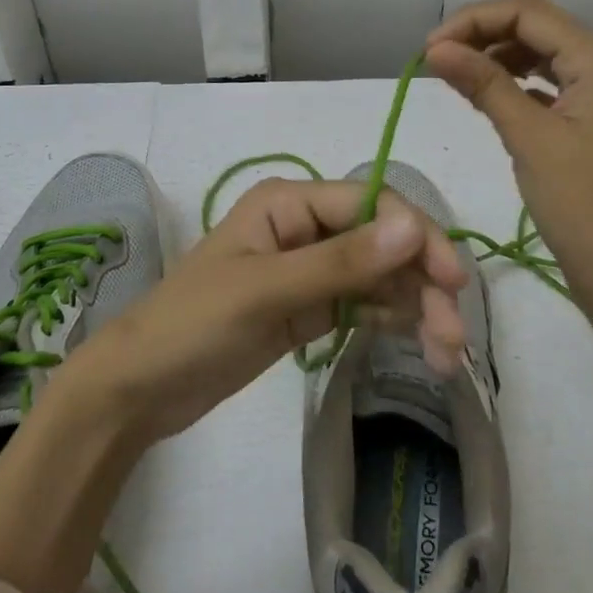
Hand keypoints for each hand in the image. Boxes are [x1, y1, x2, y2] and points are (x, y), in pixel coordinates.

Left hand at [56, 179, 469, 445]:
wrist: (139, 389)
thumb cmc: (193, 325)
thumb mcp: (266, 291)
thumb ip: (341, 262)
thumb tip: (413, 226)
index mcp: (290, 202)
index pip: (372, 205)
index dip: (417, 236)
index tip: (453, 281)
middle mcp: (306, 226)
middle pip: (383, 242)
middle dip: (421, 282)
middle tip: (453, 336)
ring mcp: (310, 268)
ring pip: (380, 276)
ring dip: (416, 307)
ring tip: (444, 356)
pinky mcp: (310, 306)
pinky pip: (364, 303)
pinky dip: (393, 320)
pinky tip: (418, 345)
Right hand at [427, 0, 592, 309]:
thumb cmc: (579, 204)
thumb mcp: (528, 137)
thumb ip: (483, 84)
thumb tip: (434, 48)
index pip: (528, 12)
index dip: (474, 20)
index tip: (430, 48)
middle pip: (534, 25)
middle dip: (482, 33)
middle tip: (436, 58)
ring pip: (537, 52)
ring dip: (494, 55)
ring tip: (454, 75)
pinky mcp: (585, 117)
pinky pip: (543, 81)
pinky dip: (511, 80)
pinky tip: (484, 94)